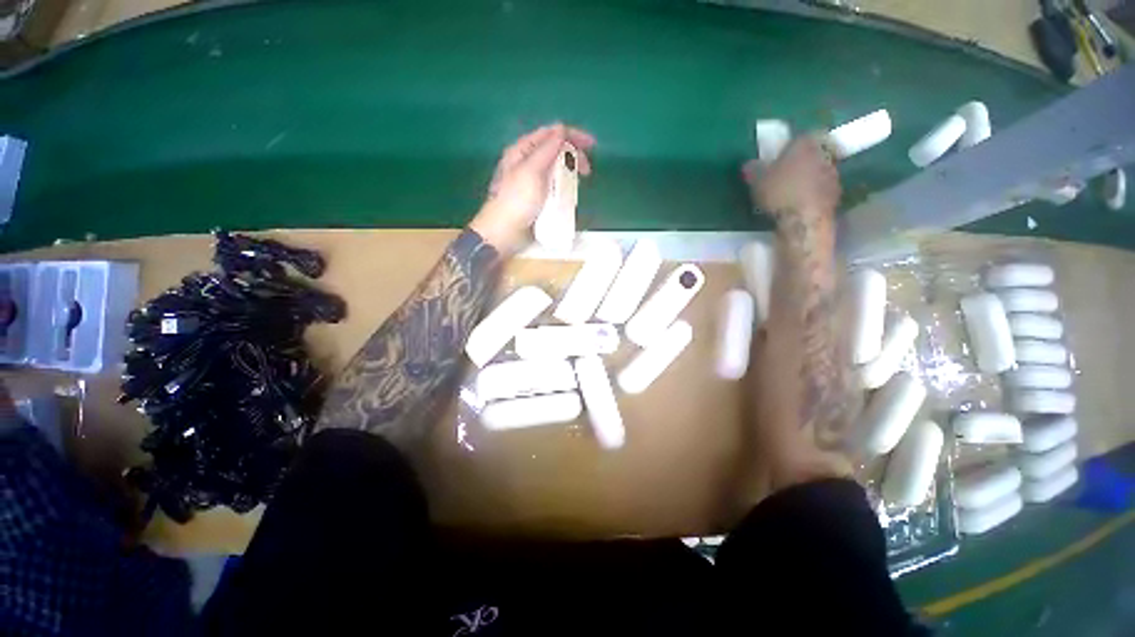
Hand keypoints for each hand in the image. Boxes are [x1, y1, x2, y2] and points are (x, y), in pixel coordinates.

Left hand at [470, 123, 595, 253]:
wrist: (504, 233)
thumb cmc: (516, 200)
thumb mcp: (532, 171)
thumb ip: (547, 149)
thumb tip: (562, 130)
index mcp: (523, 150)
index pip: (551, 134)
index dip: (572, 135)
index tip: (592, 145)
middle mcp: (527, 162)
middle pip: (555, 150)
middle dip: (573, 155)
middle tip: (587, 170)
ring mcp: (532, 181)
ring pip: (556, 169)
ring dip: (570, 172)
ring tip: (579, 182)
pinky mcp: (537, 198)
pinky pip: (554, 186)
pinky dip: (564, 187)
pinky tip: (570, 194)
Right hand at [743, 136, 840, 221]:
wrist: (804, 220)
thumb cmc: (779, 193)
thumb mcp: (756, 181)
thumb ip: (753, 169)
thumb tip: (750, 164)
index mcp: (805, 143)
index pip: (800, 136)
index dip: (790, 145)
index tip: (780, 156)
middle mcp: (824, 153)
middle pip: (813, 152)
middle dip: (801, 161)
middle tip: (787, 174)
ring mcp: (833, 174)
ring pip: (819, 170)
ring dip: (809, 178)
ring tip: (793, 192)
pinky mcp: (837, 194)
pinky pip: (822, 189)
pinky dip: (813, 194)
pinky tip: (800, 205)